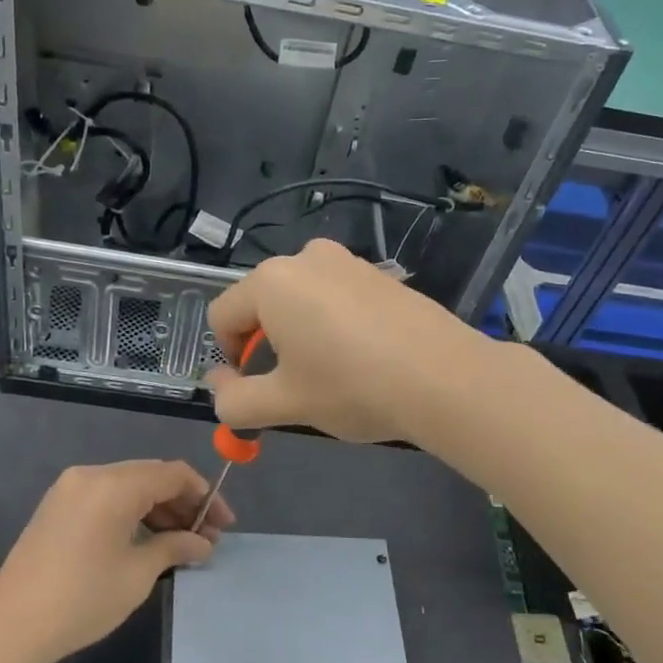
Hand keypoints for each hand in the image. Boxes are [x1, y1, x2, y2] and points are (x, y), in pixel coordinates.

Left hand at [0, 461, 233, 662]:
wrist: (10, 625)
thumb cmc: (83, 599)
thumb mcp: (138, 574)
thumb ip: (175, 547)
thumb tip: (202, 543)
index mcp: (114, 485)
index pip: (173, 474)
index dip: (205, 496)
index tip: (223, 525)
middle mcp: (92, 474)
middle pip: (151, 476)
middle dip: (183, 503)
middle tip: (205, 538)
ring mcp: (70, 488)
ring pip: (128, 485)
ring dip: (158, 508)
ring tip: (181, 543)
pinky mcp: (57, 505)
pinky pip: (106, 496)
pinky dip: (131, 511)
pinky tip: (147, 539)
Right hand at [204, 238, 492, 443]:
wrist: (443, 377)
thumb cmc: (351, 387)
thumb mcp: (285, 404)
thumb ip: (235, 401)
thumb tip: (218, 389)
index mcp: (271, 282)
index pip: (222, 316)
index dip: (228, 357)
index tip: (253, 389)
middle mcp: (305, 258)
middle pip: (261, 304)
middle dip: (265, 345)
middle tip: (293, 386)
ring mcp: (347, 261)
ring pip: (300, 300)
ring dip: (299, 335)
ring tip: (329, 374)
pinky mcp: (379, 275)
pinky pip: (336, 297)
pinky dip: (333, 325)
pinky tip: (361, 357)